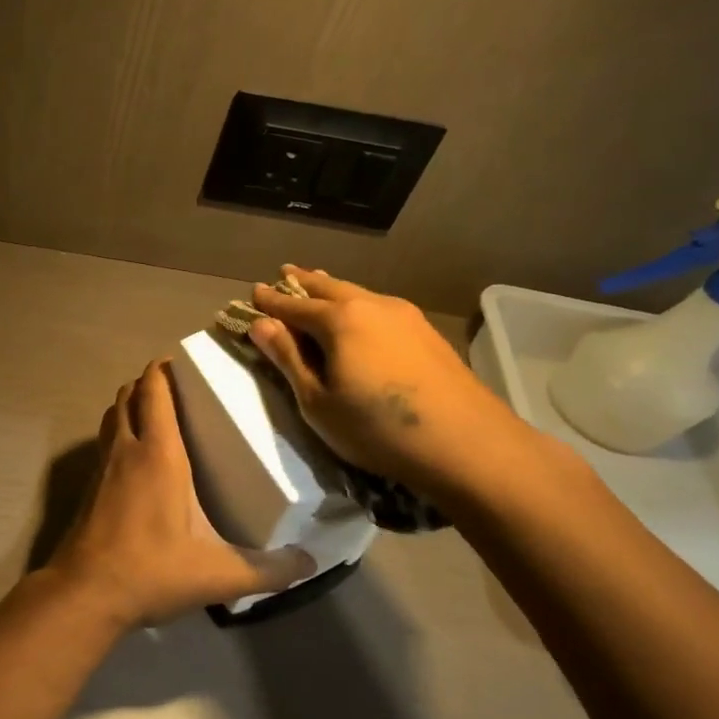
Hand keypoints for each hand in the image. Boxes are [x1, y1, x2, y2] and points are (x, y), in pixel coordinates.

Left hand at [46, 361, 314, 629]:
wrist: (86, 593)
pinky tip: (138, 459)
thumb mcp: (220, 574)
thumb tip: (312, 563)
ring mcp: (102, 467)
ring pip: (112, 416)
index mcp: (158, 453)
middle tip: (178, 387)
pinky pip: (104, 442)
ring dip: (129, 405)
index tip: (183, 361)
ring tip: (157, 414)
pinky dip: (119, 433)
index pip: (154, 391)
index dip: (163, 368)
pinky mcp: (89, 487)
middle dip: (148, 382)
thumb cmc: (152, 570)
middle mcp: (126, 449)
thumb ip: (270, 570)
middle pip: (128, 395)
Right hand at [247, 266, 549, 504]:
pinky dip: (359, 304)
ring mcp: (405, 315)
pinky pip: (379, 307)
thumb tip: (261, 325)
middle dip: (302, 283)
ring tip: (319, 285)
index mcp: (339, 319)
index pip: (293, 305)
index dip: (269, 301)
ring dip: (333, 289)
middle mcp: (371, 305)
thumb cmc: (377, 427)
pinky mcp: (427, 332)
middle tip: (284, 274)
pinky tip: (361, 315)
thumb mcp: (317, 402)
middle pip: (328, 287)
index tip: (252, 293)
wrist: (467, 444)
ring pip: (358, 294)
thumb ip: (288, 359)